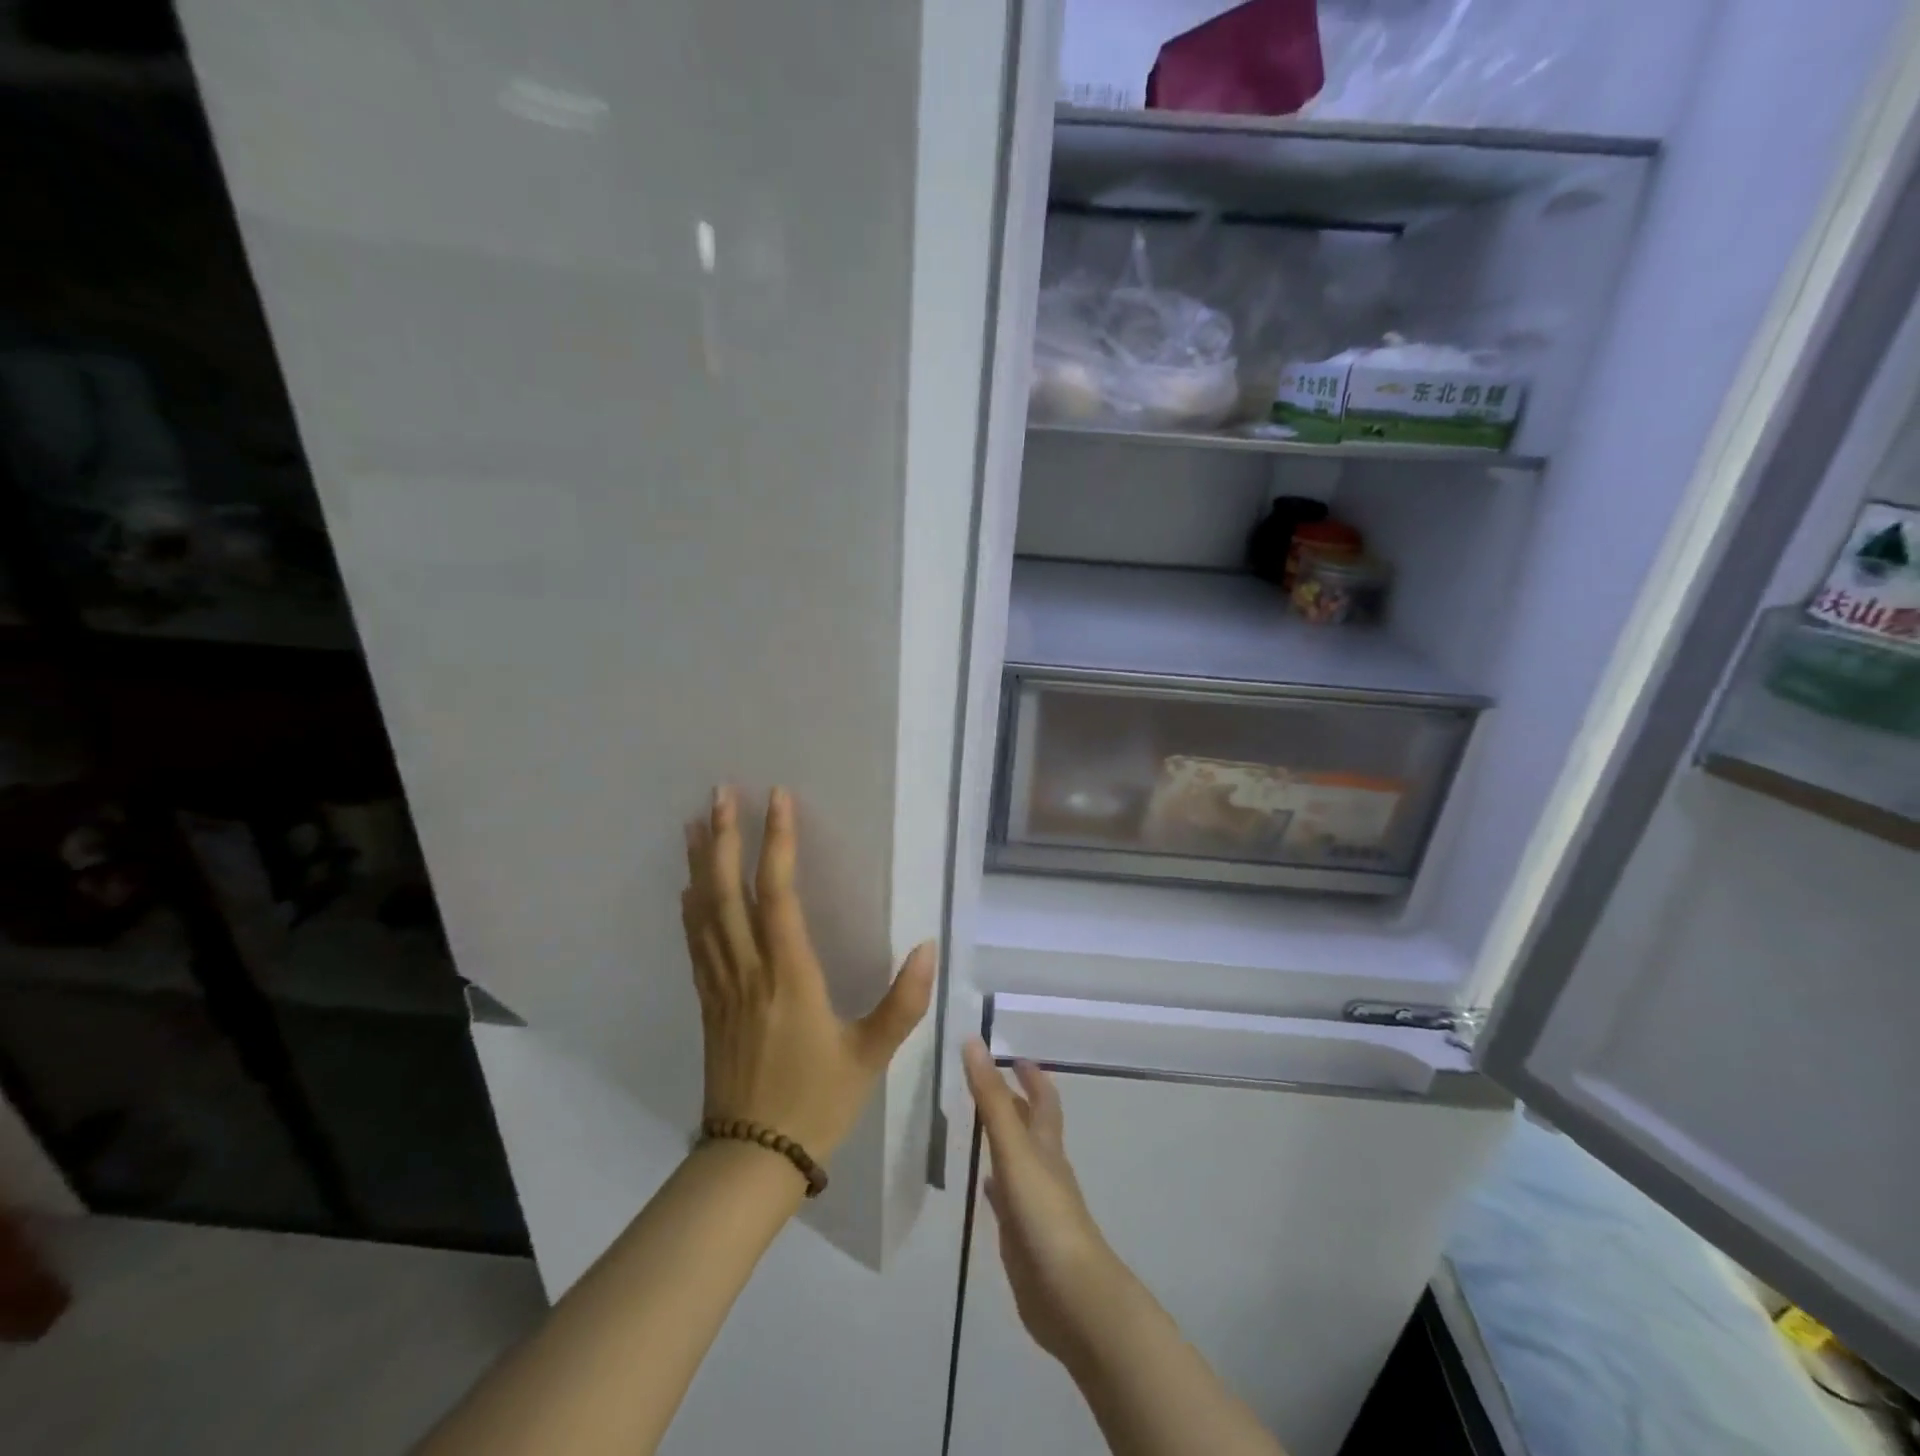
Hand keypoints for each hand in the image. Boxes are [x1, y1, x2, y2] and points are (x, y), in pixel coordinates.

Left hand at [682, 786, 933, 1167]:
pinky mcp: (708, 1003)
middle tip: (721, 792)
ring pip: (704, 912)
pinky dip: (691, 906)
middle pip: (728, 892)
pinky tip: (689, 887)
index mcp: (789, 975)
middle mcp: (749, 970)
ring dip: (702, 863)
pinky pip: (696, 942)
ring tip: (698, 822)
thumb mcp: (870, 1055)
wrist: (751, 1158)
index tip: (778, 800)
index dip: (778, 843)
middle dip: (725, 838)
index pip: (779, 894)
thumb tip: (929, 947)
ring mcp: (722, 985)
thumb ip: (903, 1002)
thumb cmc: (816, 1102)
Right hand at [962, 1039, 1124, 1367]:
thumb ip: (992, 1099)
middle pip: (1031, 1126)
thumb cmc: (1045, 1213)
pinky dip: (997, 1184)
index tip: (1013, 1056)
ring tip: (974, 1123)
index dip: (1031, 1076)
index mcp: (1046, 1144)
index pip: (1043, 1099)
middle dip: (1014, 1102)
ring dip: (1002, 1139)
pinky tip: (984, 1184)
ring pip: (1018, 1160)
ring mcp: (1035, 1203)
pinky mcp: (1023, 1235)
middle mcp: (1044, 1167)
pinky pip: (1008, 1199)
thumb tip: (973, 1042)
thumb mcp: (1015, 1148)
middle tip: (984, 1082)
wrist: (1070, 1296)